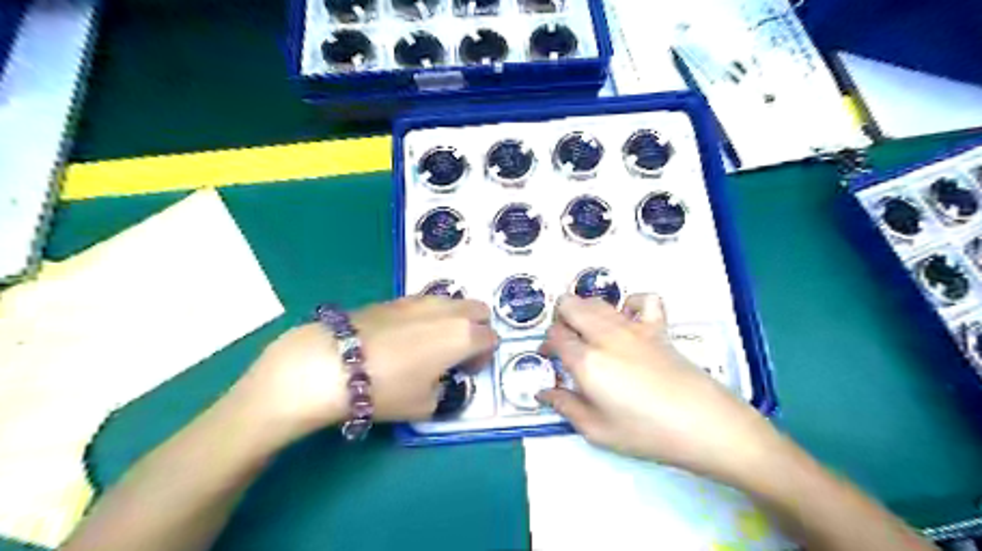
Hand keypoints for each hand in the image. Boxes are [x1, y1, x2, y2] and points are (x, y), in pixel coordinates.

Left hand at [233, 298, 495, 437]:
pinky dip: (428, 315)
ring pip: (452, 302)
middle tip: (459, 351)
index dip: (484, 357)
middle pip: (479, 309)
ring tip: (432, 342)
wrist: (331, 363)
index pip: (491, 338)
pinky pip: (426, 303)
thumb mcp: (425, 405)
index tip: (467, 371)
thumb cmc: (387, 388)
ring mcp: (421, 300)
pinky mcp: (396, 298)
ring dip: (453, 318)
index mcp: (463, 336)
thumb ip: (444, 391)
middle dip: (477, 328)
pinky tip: (406, 335)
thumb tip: (440, 380)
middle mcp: (448, 311)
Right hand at [536, 294, 782, 478]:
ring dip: (584, 310)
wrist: (704, 424)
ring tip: (588, 332)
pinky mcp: (657, 327)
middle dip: (560, 318)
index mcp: (586, 360)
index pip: (555, 336)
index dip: (546, 345)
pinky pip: (642, 299)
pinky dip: (630, 304)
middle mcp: (605, 335)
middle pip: (570, 305)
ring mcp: (633, 326)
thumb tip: (543, 392)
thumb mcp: (597, 430)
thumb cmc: (646, 432)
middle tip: (566, 342)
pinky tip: (628, 320)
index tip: (549, 358)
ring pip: (597, 301)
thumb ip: (565, 406)